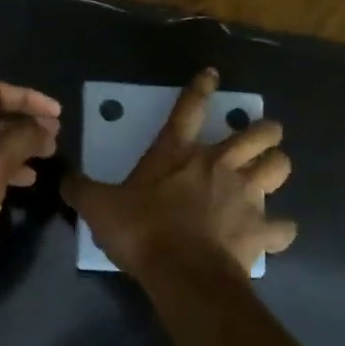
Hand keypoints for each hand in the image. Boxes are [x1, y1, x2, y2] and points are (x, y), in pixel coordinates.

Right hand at [62, 68, 295, 278]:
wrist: (181, 271)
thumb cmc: (141, 231)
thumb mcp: (99, 207)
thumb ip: (80, 188)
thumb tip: (61, 175)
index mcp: (179, 154)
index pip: (189, 108)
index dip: (200, 88)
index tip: (212, 74)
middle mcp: (220, 165)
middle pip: (259, 133)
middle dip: (266, 130)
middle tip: (263, 136)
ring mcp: (246, 196)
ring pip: (281, 167)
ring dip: (277, 167)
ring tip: (271, 173)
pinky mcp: (261, 230)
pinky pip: (283, 228)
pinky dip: (280, 230)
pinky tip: (274, 233)